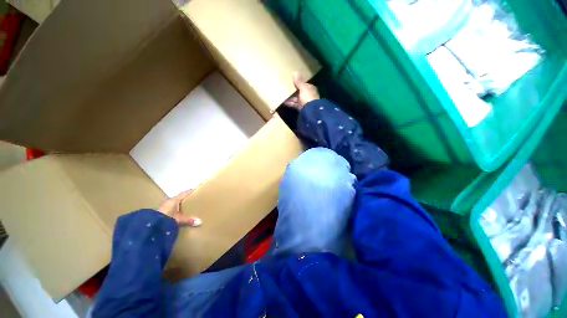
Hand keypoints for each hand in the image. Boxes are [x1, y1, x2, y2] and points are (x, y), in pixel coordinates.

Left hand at [157, 190, 201, 226]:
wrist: (150, 225)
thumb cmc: (166, 217)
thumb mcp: (179, 219)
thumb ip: (189, 220)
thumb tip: (200, 221)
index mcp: (174, 199)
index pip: (184, 193)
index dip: (191, 191)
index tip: (197, 190)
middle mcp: (169, 201)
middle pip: (179, 197)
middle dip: (186, 199)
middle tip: (193, 200)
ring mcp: (163, 206)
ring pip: (174, 203)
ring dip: (179, 205)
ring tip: (186, 208)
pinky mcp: (160, 212)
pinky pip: (170, 208)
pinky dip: (175, 210)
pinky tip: (177, 214)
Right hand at [284, 72, 319, 109]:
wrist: (310, 111)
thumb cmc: (308, 97)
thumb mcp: (303, 88)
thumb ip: (299, 82)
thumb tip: (295, 72)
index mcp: (310, 88)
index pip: (303, 85)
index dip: (298, 83)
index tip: (290, 82)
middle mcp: (308, 95)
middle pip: (299, 92)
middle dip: (292, 91)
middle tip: (284, 88)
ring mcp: (304, 102)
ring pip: (296, 99)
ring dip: (290, 98)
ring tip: (283, 95)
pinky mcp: (301, 108)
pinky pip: (294, 104)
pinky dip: (290, 104)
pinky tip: (284, 102)